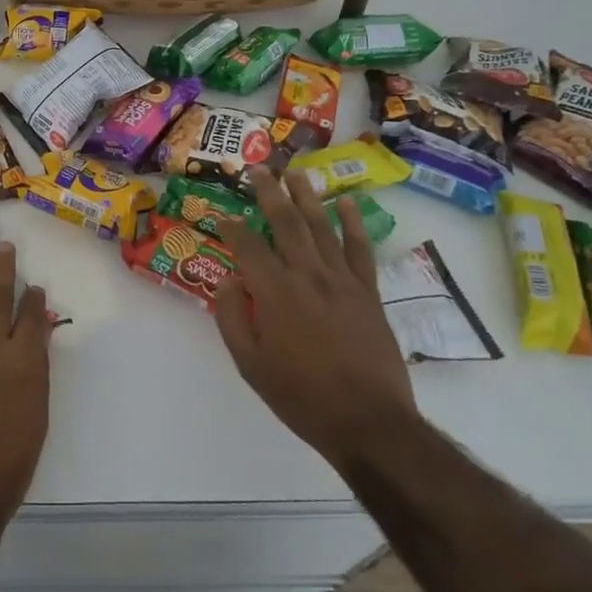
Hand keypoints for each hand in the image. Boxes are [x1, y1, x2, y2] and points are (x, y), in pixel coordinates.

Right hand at [216, 168, 418, 468]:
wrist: (368, 421)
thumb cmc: (302, 397)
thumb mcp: (251, 365)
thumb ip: (233, 319)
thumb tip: (226, 281)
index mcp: (275, 292)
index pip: (248, 247)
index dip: (232, 228)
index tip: (223, 218)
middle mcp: (308, 275)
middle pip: (285, 222)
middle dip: (269, 193)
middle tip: (258, 170)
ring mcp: (342, 280)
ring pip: (321, 226)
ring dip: (307, 197)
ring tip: (296, 174)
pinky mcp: (368, 291)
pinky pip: (360, 248)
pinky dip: (353, 222)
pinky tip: (345, 202)